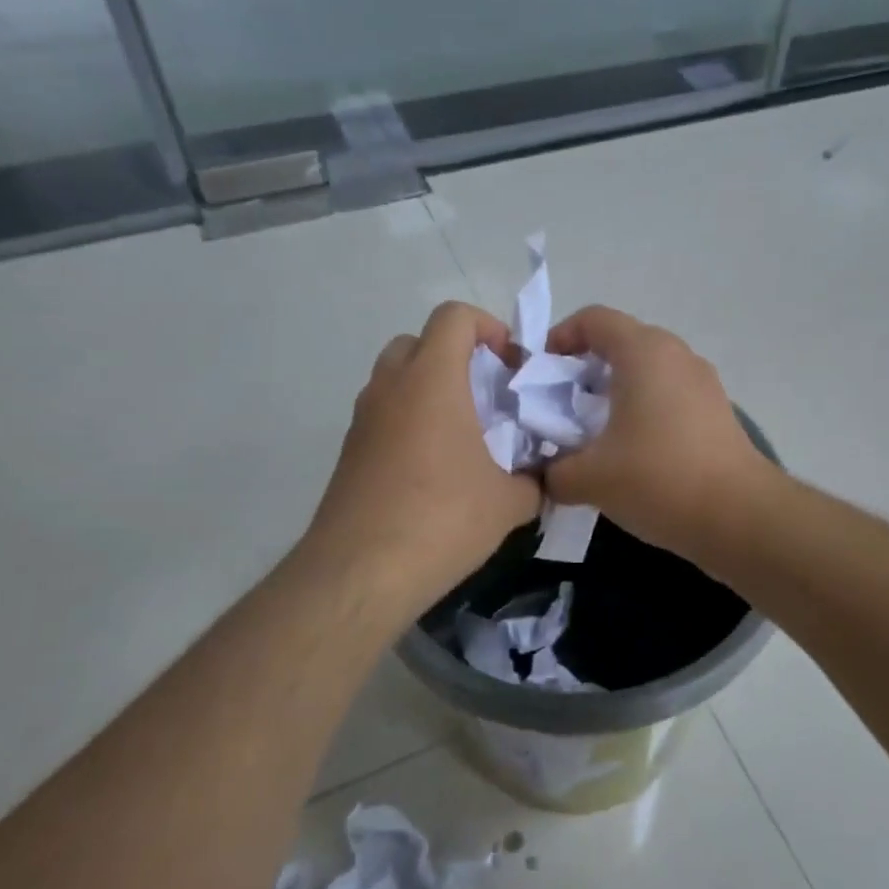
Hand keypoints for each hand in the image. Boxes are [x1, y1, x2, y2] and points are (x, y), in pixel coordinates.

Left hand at [303, 302, 542, 613]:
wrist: (360, 571)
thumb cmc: (442, 519)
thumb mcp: (509, 502)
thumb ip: (533, 479)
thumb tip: (540, 478)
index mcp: (432, 380)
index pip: (454, 316)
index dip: (488, 327)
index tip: (509, 366)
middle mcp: (390, 387)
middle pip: (419, 341)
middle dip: (455, 356)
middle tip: (484, 396)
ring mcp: (363, 418)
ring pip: (395, 378)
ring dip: (429, 389)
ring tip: (461, 435)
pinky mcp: (348, 451)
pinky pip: (383, 414)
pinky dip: (408, 421)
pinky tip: (432, 470)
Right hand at [543, 306, 773, 561]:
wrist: (739, 516)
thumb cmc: (658, 479)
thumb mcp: (590, 478)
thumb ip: (553, 470)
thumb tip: (543, 473)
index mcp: (643, 351)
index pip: (593, 319)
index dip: (559, 338)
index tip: (541, 375)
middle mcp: (675, 354)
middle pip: (620, 342)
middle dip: (583, 370)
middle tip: (560, 409)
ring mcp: (702, 381)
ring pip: (646, 370)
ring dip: (613, 392)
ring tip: (593, 434)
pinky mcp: (716, 410)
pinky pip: (668, 393)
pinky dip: (642, 409)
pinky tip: (631, 451)